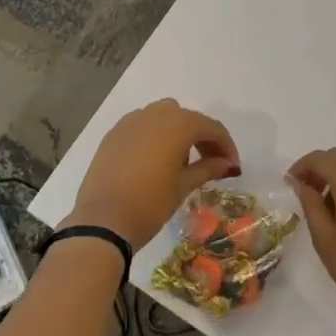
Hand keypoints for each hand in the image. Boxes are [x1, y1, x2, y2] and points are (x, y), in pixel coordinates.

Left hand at [73, 100, 240, 250]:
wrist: (102, 222)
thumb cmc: (150, 204)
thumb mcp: (183, 186)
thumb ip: (207, 168)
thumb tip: (228, 164)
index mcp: (178, 124)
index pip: (211, 128)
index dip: (226, 146)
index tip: (233, 167)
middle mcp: (155, 114)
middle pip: (188, 119)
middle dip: (203, 138)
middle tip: (212, 163)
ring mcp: (131, 121)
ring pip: (163, 117)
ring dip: (178, 133)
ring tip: (181, 162)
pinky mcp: (114, 134)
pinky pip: (142, 126)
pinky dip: (155, 136)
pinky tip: (155, 161)